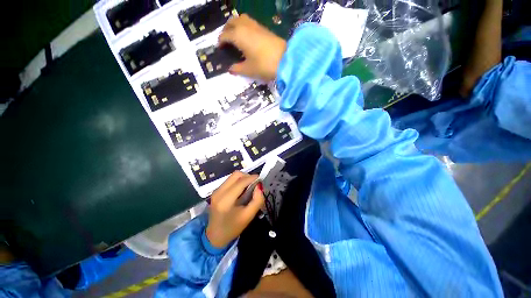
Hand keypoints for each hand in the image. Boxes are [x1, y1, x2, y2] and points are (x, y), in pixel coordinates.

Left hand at [206, 171, 264, 247]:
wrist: (214, 236)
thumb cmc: (232, 228)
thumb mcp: (248, 216)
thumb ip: (257, 201)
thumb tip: (260, 187)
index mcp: (225, 200)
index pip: (241, 182)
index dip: (252, 178)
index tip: (261, 180)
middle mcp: (219, 192)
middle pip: (236, 175)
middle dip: (247, 176)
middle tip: (255, 184)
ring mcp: (216, 191)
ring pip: (232, 176)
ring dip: (243, 178)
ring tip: (249, 187)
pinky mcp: (216, 191)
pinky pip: (229, 180)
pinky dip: (238, 182)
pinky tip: (242, 190)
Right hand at [219, 14, 286, 81]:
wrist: (285, 60)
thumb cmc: (264, 65)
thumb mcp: (248, 70)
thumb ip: (237, 69)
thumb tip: (230, 69)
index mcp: (238, 35)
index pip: (225, 35)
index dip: (220, 42)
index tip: (219, 48)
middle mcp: (245, 26)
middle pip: (231, 22)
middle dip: (226, 30)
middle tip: (225, 40)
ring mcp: (256, 25)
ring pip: (241, 19)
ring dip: (235, 25)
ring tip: (235, 37)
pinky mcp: (264, 28)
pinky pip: (249, 23)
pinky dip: (244, 27)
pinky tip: (247, 37)